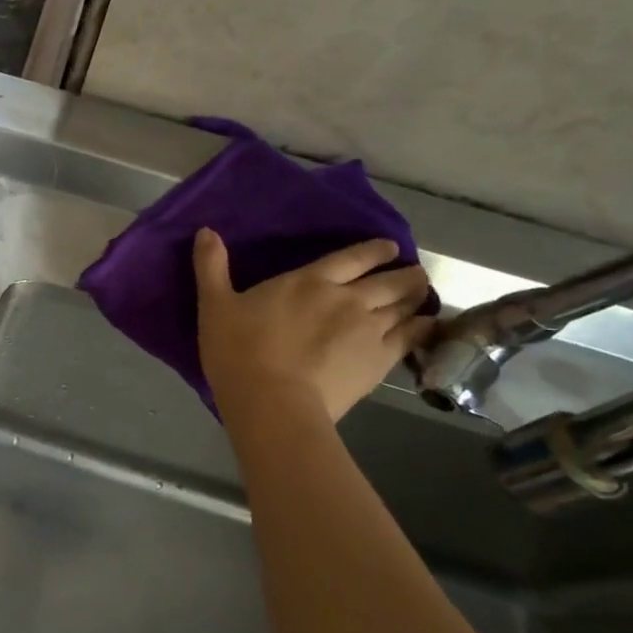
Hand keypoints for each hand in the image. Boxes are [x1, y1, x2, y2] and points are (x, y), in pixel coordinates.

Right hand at [194, 231, 432, 425]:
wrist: (271, 401)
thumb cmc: (238, 351)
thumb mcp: (214, 305)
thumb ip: (211, 267)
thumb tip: (205, 231)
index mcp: (309, 281)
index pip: (354, 257)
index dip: (375, 250)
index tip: (389, 247)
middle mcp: (348, 298)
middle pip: (390, 279)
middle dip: (405, 273)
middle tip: (413, 273)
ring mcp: (369, 330)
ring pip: (406, 305)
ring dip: (417, 297)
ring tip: (422, 296)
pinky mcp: (380, 361)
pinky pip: (413, 337)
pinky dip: (423, 328)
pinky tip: (427, 326)